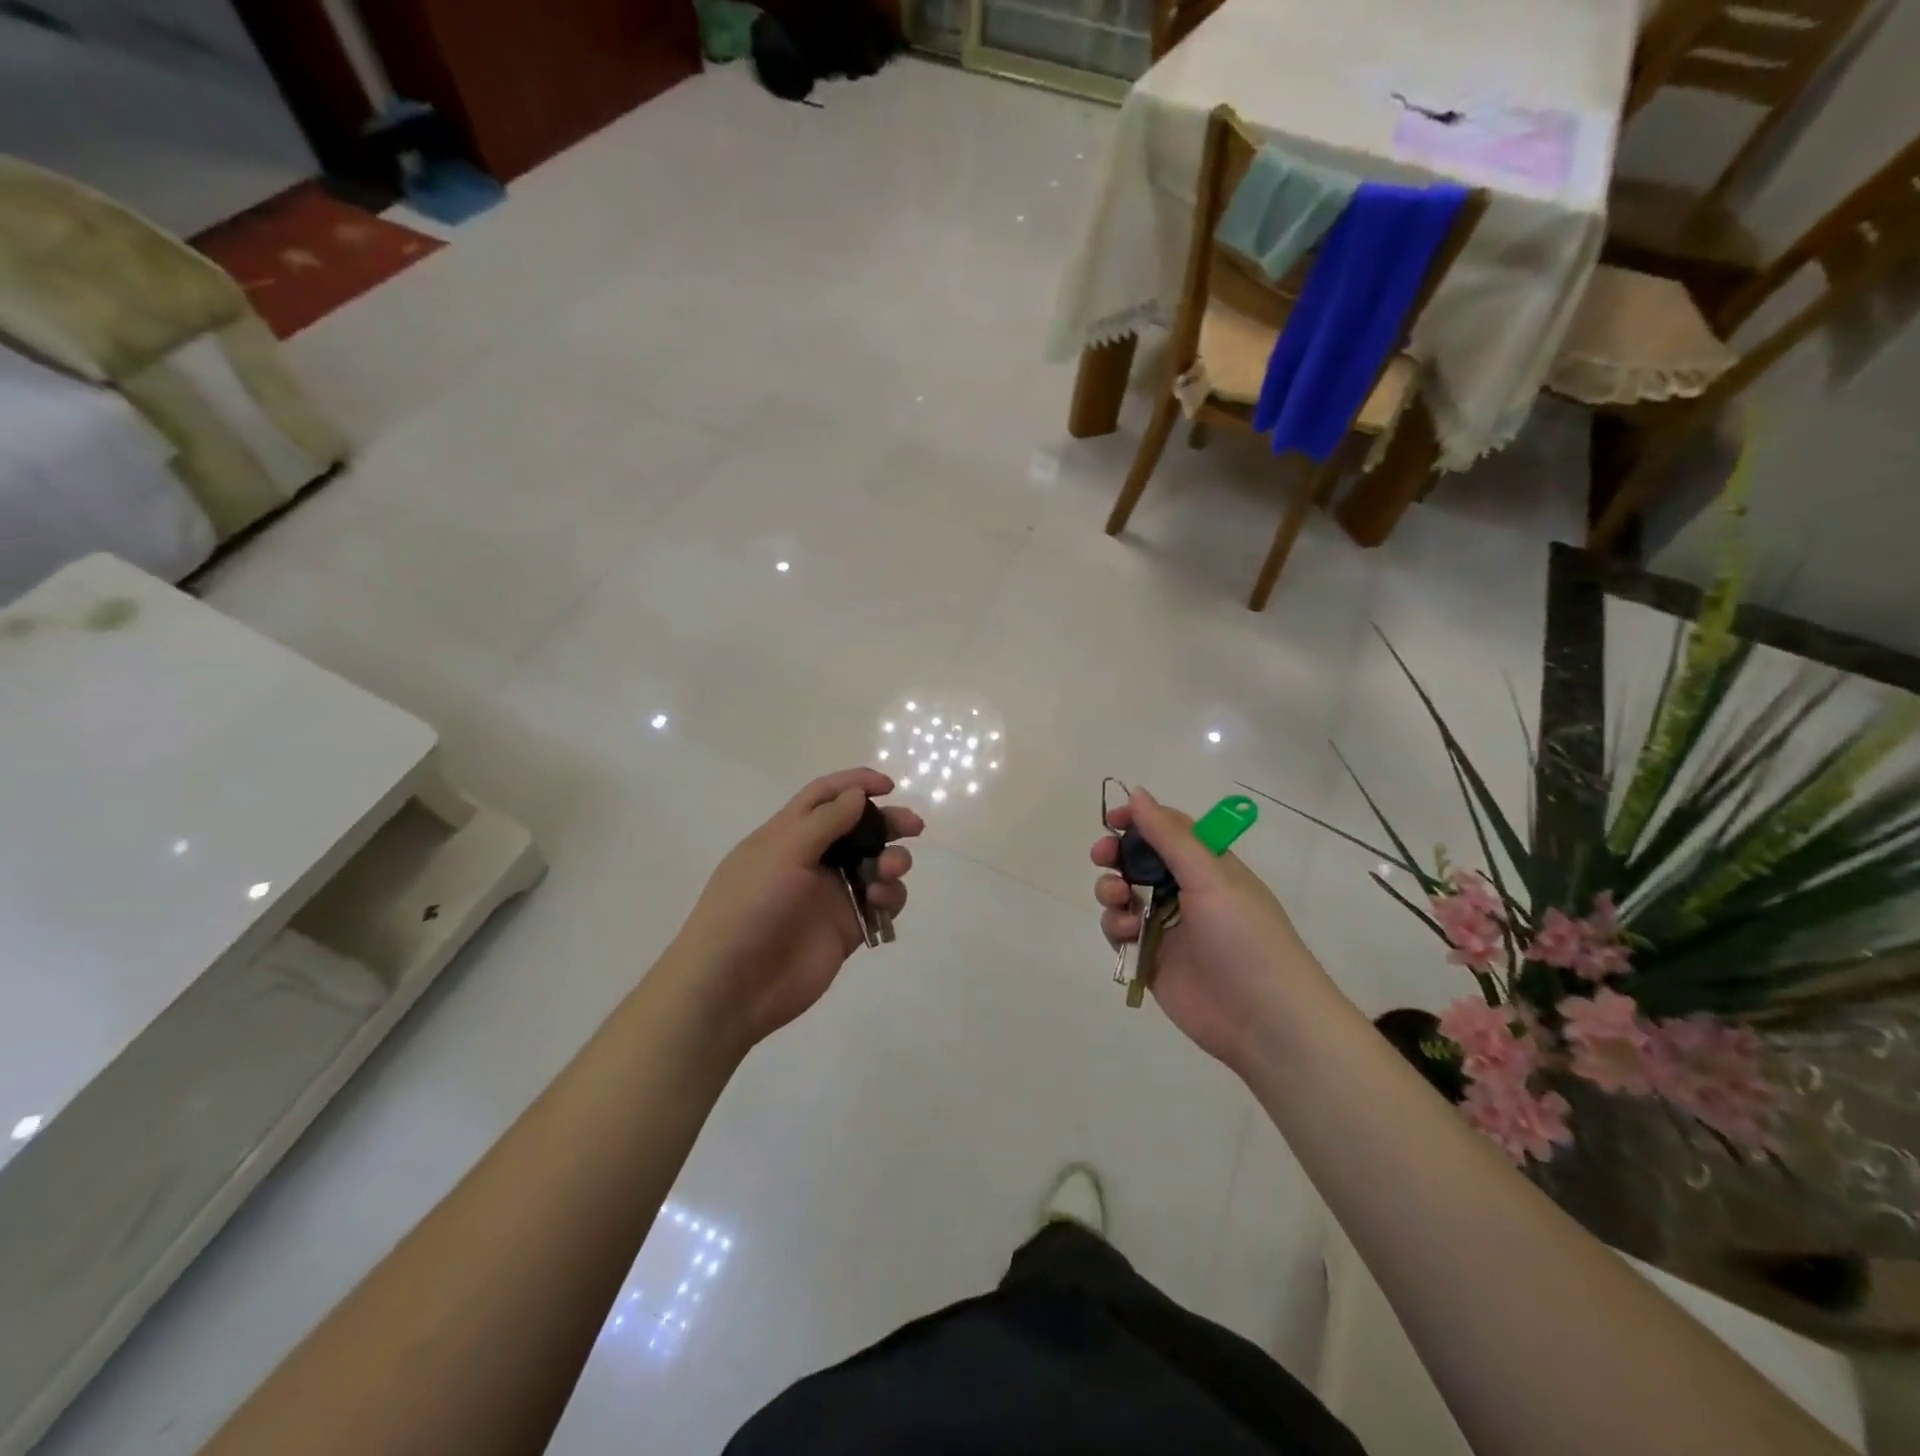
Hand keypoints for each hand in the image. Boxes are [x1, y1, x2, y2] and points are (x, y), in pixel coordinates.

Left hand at [676, 768, 921, 1048]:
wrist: (733, 985)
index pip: (824, 796)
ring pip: (874, 865)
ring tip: (890, 870)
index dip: (855, 784)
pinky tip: (881, 901)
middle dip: (887, 823)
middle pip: (858, 829)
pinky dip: (890, 896)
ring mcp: (830, 895)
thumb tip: (857, 794)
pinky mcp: (847, 927)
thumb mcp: (783, 852)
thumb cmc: (750, 906)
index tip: (887, 786)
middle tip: (914, 826)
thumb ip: (826, 821)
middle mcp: (811, 860)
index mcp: (787, 835)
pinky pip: (879, 903)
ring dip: (891, 860)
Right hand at [1092, 789, 1331, 1075]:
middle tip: (1103, 856)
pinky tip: (1125, 931)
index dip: (1138, 821)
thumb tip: (1137, 793)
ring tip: (1118, 899)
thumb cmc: (1244, 937)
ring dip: (1111, 889)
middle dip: (1116, 855)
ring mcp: (1166, 927)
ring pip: (1123, 895)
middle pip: (1138, 861)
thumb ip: (1170, 836)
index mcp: (1208, 867)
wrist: (1263, 1019)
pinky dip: (1115, 926)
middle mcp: (1185, 892)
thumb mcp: (1210, 877)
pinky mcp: (1150, 959)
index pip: (1168, 830)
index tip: (1112, 820)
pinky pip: (1120, 932)